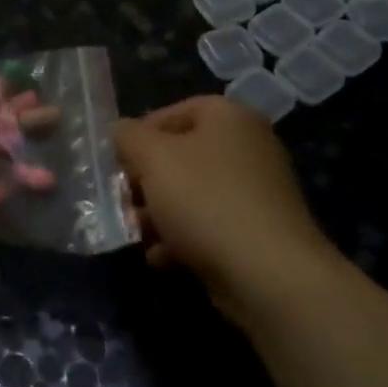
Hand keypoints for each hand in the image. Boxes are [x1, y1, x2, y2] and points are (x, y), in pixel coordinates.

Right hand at [113, 95, 335, 322]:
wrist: (269, 275)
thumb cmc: (205, 200)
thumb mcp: (153, 158)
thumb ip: (129, 137)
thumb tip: (120, 130)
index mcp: (229, 117)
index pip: (174, 111)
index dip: (141, 133)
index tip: (118, 161)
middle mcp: (248, 146)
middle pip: (182, 155)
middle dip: (146, 180)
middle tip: (122, 200)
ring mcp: (257, 191)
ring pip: (193, 193)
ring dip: (159, 212)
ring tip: (136, 232)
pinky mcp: (258, 232)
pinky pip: (211, 224)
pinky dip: (183, 237)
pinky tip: (160, 258)